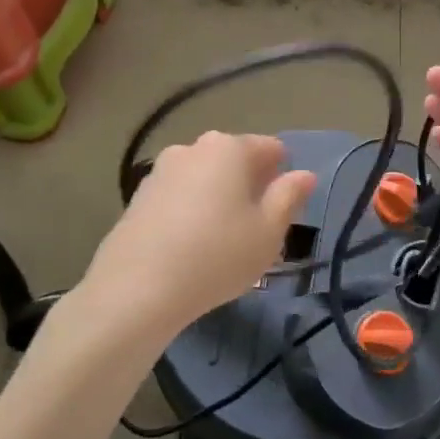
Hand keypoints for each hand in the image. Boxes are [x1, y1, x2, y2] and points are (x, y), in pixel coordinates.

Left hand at [82, 132, 315, 335]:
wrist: (136, 290)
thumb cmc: (217, 256)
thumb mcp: (268, 232)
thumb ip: (289, 197)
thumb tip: (304, 175)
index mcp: (230, 148)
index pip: (271, 148)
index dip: (283, 178)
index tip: (280, 214)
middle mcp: (193, 148)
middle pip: (235, 161)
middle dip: (249, 188)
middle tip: (254, 232)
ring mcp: (161, 170)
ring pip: (205, 179)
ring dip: (218, 200)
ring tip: (220, 244)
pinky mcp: (138, 197)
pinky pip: (178, 197)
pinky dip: (190, 213)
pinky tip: (188, 249)